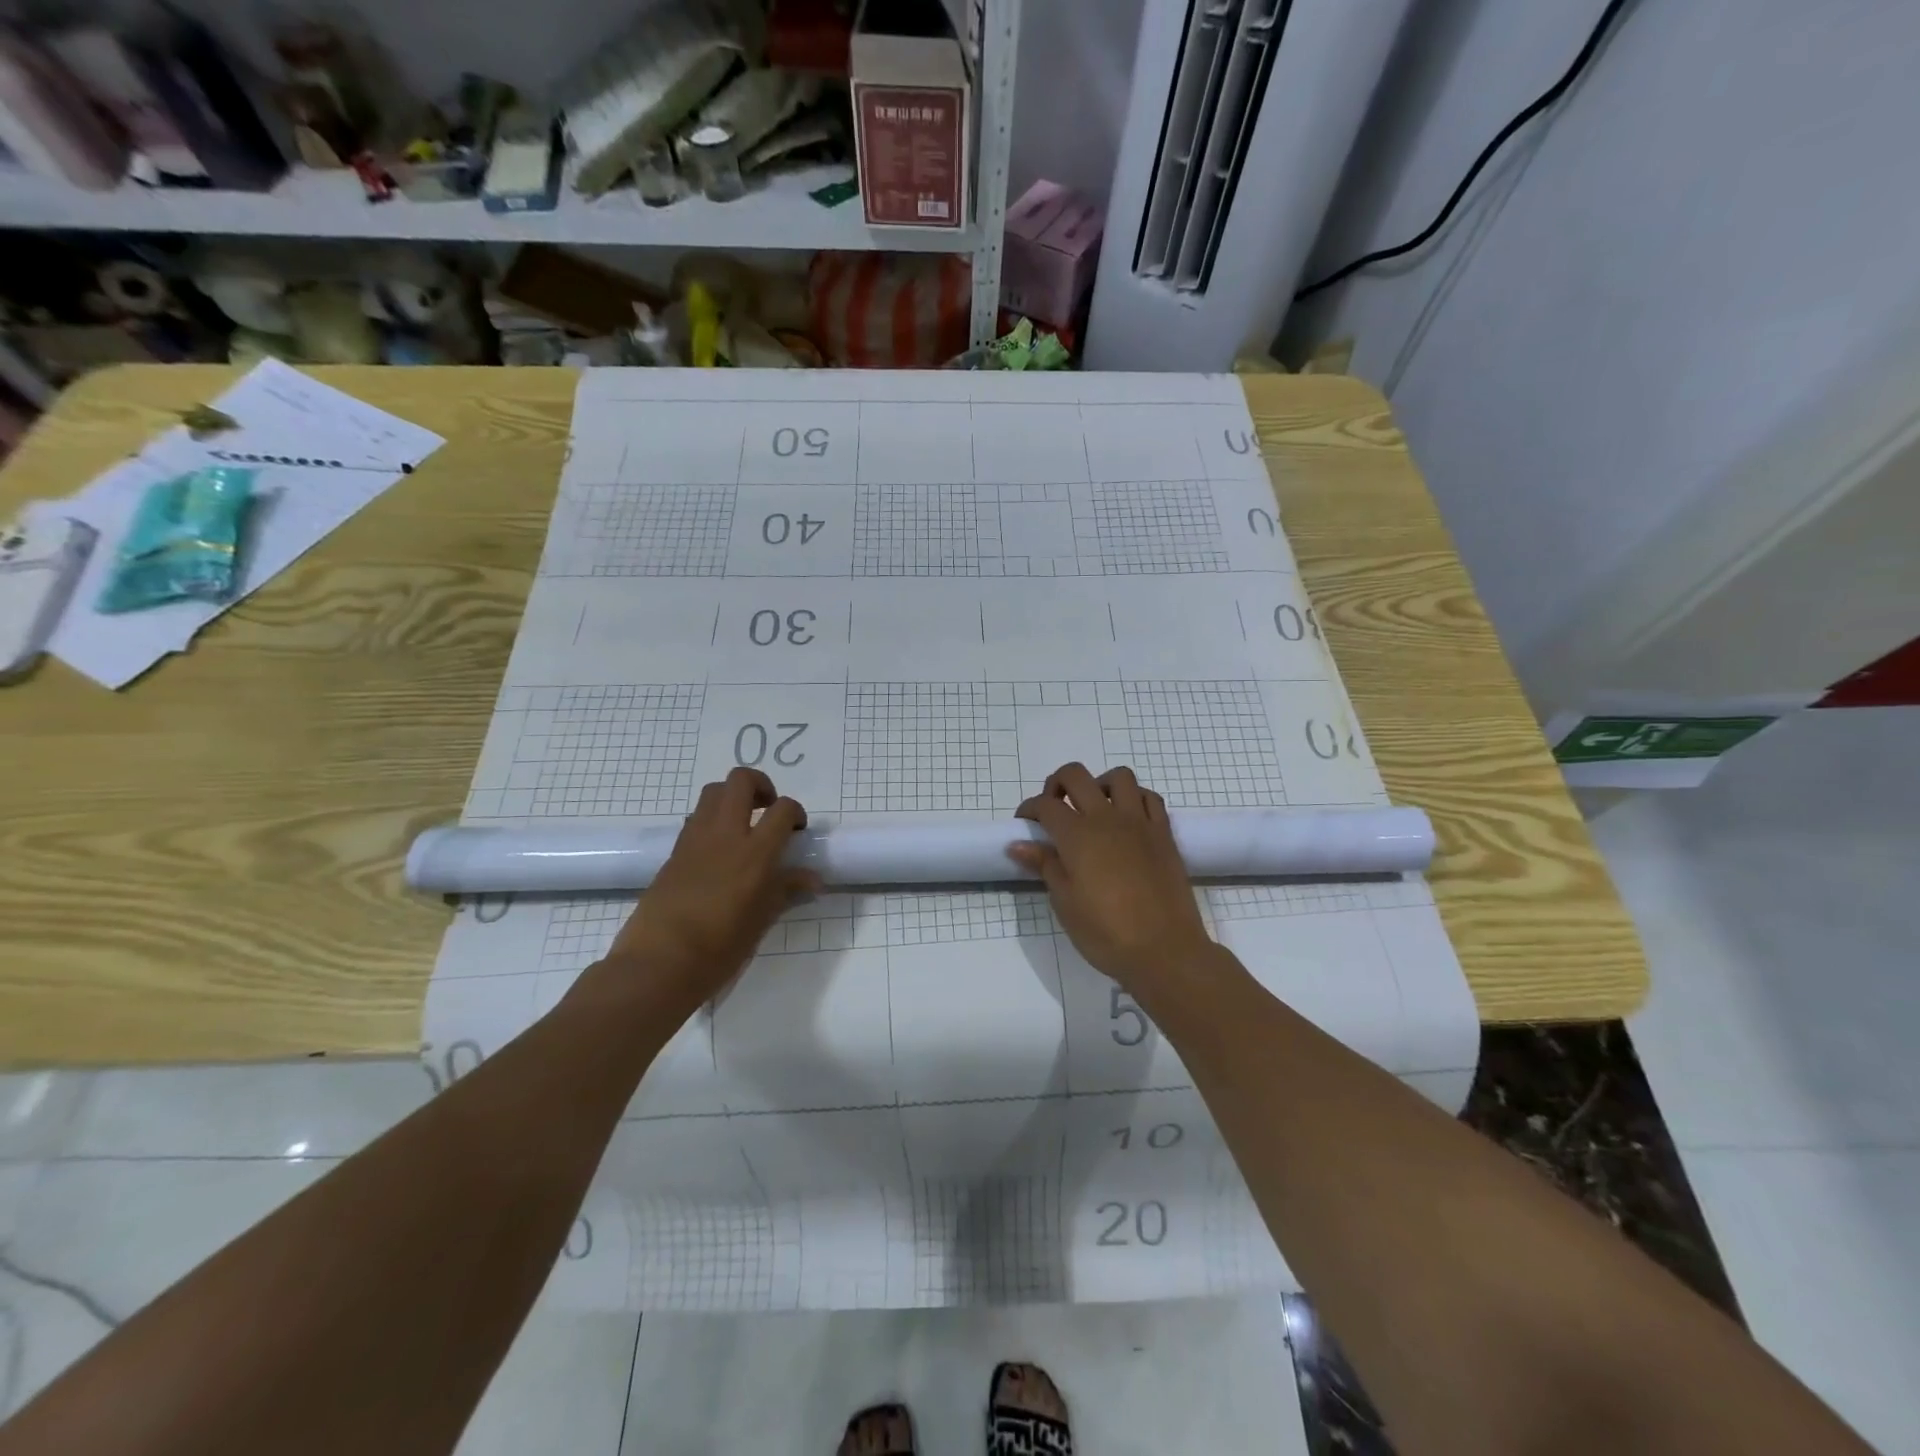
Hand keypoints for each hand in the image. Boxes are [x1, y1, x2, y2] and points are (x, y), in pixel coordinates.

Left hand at [603, 768, 816, 1015]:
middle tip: (768, 810)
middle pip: (740, 781)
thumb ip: (786, 891)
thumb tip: (813, 880)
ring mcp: (694, 840)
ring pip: (713, 792)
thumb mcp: (761, 921)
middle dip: (761, 785)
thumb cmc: (719, 949)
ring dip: (732, 798)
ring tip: (743, 825)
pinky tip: (718, 851)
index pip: (783, 810)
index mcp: (754, 853)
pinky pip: (696, 819)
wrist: (658, 964)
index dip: (795, 812)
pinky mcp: (673, 853)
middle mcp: (724, 835)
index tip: (797, 831)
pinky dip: (712, 820)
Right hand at [1009, 764, 1216, 997]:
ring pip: (1119, 777)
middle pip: (1076, 776)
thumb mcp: (1065, 902)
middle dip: (1057, 784)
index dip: (1029, 809)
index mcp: (1077, 835)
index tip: (1025, 825)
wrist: (1165, 950)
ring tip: (1094, 808)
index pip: (1045, 805)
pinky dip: (1134, 798)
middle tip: (1054, 808)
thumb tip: (1019, 844)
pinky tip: (1127, 819)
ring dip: (1100, 784)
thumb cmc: (1105, 932)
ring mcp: (1139, 822)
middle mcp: (1107, 818)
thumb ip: (1044, 866)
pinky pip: (1150, 798)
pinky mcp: (1164, 833)